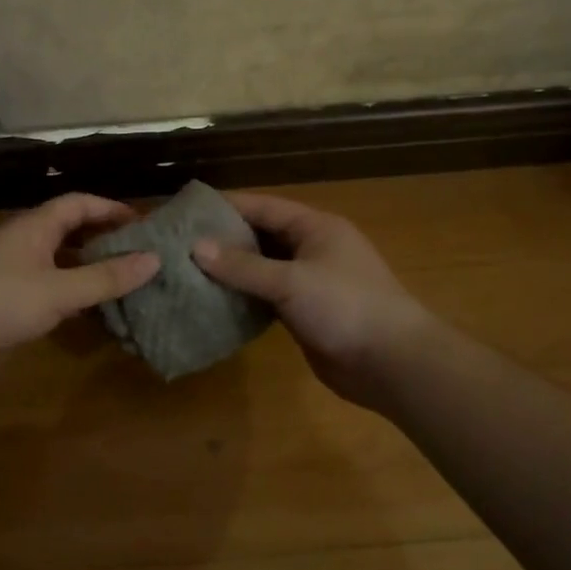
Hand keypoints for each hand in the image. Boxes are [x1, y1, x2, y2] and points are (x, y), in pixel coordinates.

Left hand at [0, 192, 160, 377]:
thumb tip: (154, 259)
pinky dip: (70, 295)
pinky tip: (90, 314)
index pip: (78, 203)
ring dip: (88, 270)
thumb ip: (106, 277)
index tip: (144, 224)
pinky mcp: (3, 302)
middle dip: (103, 240)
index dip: (111, 209)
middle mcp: (22, 242)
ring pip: (58, 263)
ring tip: (124, 284)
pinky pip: (46, 290)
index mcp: (34, 227)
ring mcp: (10, 272)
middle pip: (69, 231)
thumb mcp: (59, 290)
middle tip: (140, 256)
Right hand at [193, 192, 431, 408]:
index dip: (227, 206)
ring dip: (232, 270)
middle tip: (180, 243)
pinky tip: (214, 301)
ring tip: (187, 271)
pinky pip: (267, 297)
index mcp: (316, 228)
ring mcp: (310, 282)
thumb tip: (196, 247)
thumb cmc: (345, 307)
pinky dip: (244, 297)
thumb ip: (243, 266)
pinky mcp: (305, 313)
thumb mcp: (291, 281)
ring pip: (263, 268)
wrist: (390, 362)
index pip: (264, 207)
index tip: (188, 211)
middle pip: (261, 236)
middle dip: (224, 239)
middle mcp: (312, 249)